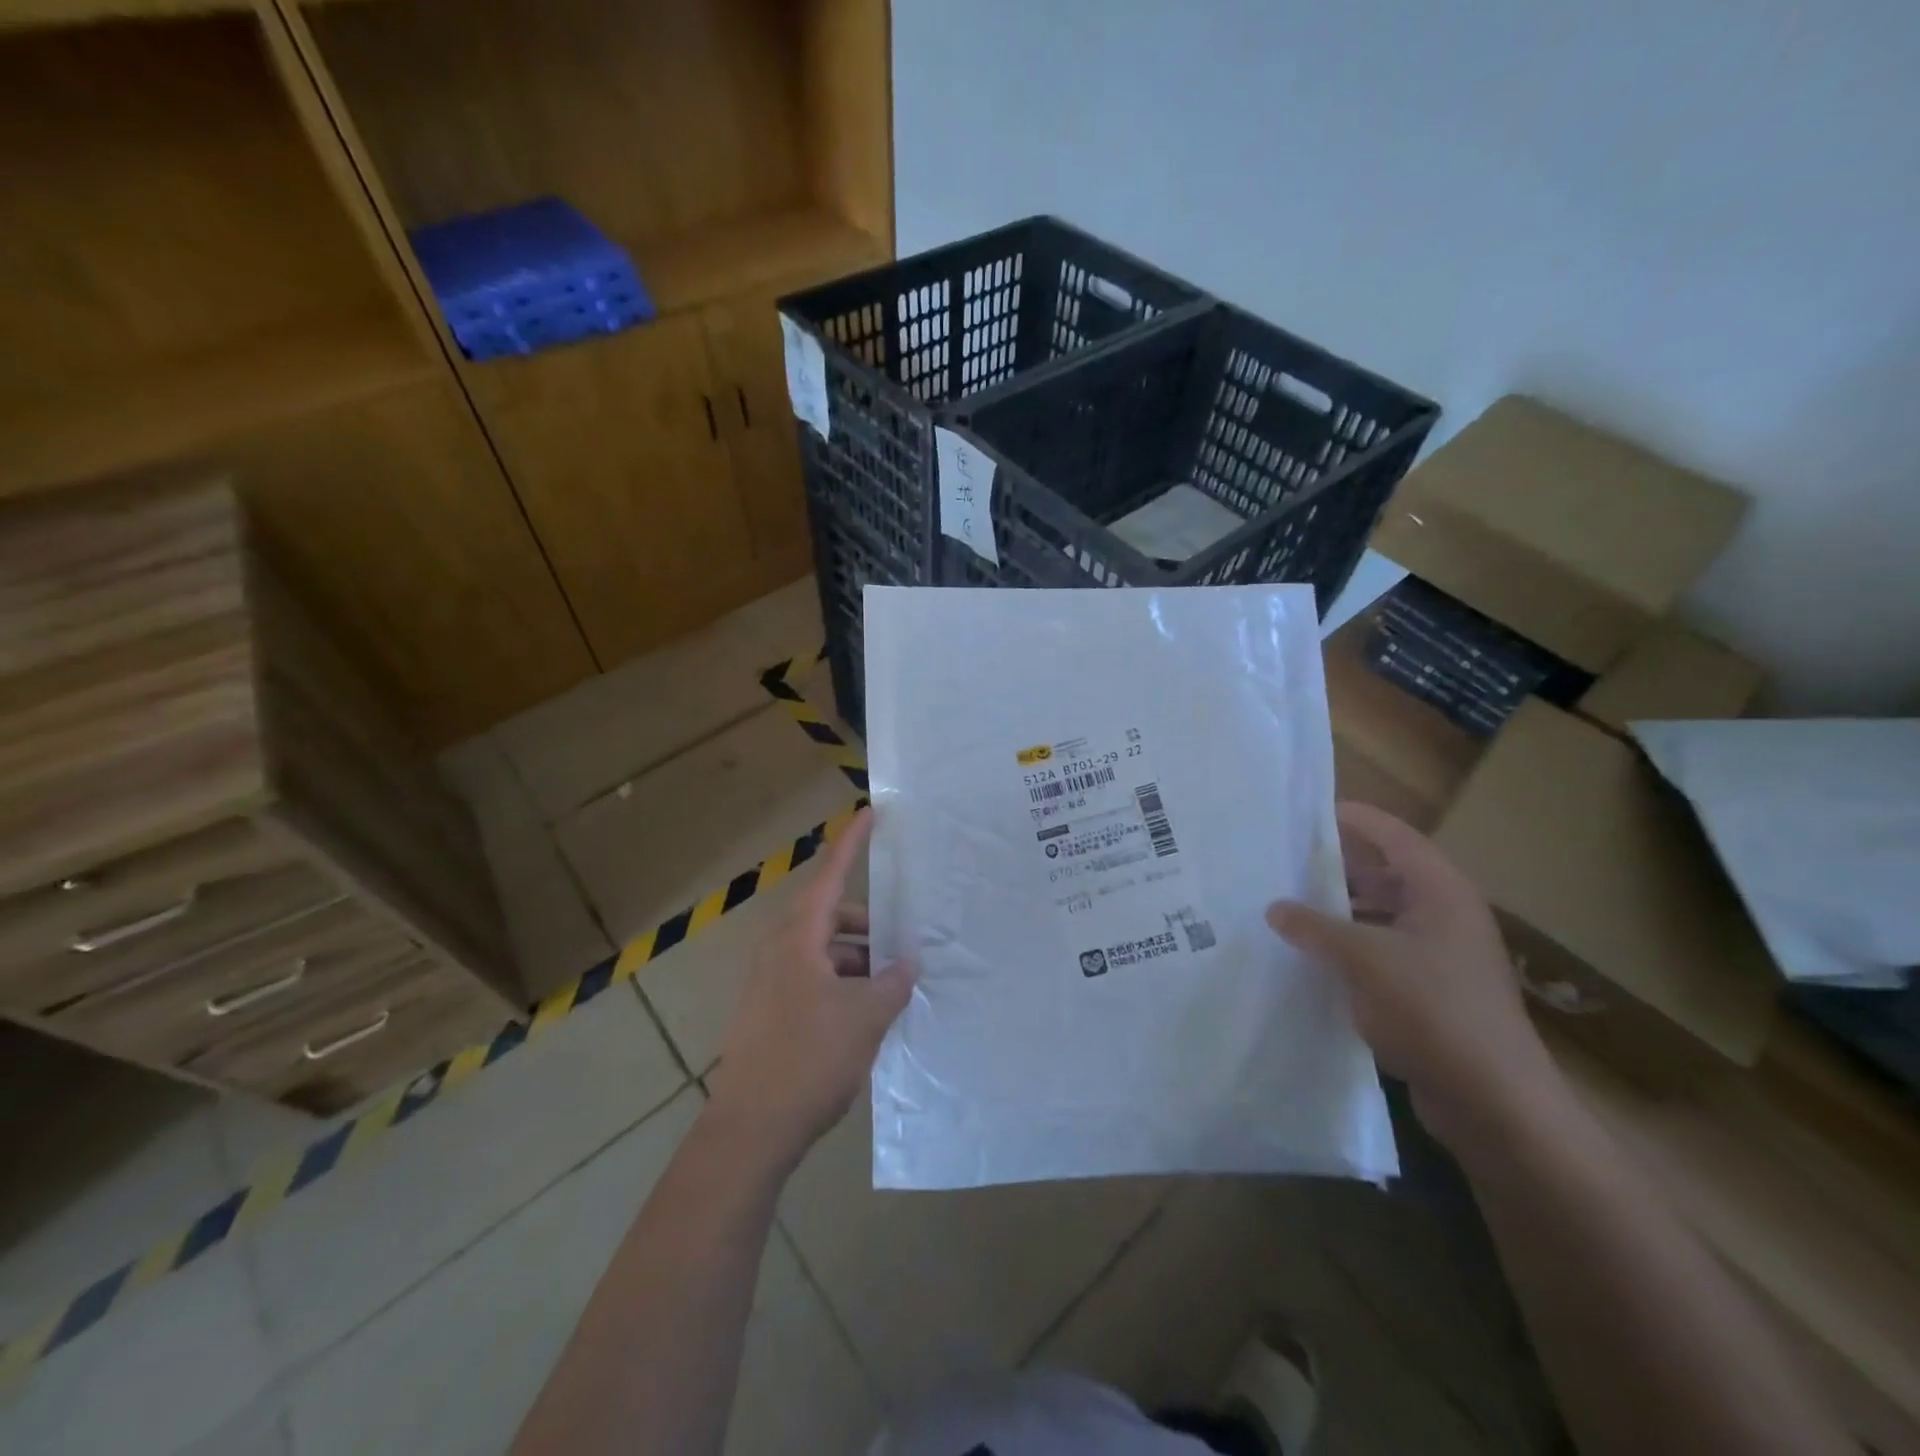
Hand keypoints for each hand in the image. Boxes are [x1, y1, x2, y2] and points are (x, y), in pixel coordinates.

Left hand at [706, 808, 913, 1170]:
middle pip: (830, 916)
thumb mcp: (864, 1018)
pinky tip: (864, 1017)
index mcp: (798, 937)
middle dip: (867, 927)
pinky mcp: (769, 1010)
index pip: (831, 875)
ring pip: (823, 951)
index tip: (871, 812)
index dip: (852, 842)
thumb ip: (892, 984)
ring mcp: (770, 981)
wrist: (750, 1129)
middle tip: (902, 948)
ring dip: (857, 962)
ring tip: (889, 992)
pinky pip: (812, 978)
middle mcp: (779, 949)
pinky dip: (841, 984)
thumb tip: (906, 965)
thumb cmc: (808, 1059)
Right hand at [1266, 801, 1561, 1147]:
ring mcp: (1443, 955)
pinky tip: (1314, 957)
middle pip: (1387, 873)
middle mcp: (1445, 915)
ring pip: (1382, 914)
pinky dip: (1350, 946)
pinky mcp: (1434, 991)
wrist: (1493, 1101)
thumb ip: (1314, 927)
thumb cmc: (1431, 1010)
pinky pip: (1383, 951)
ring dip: (1341, 908)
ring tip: (1290, 905)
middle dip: (1338, 865)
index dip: (1352, 819)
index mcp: (1440, 892)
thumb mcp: (1361, 959)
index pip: (1393, 836)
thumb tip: (1275, 907)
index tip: (1306, 813)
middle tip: (1286, 859)